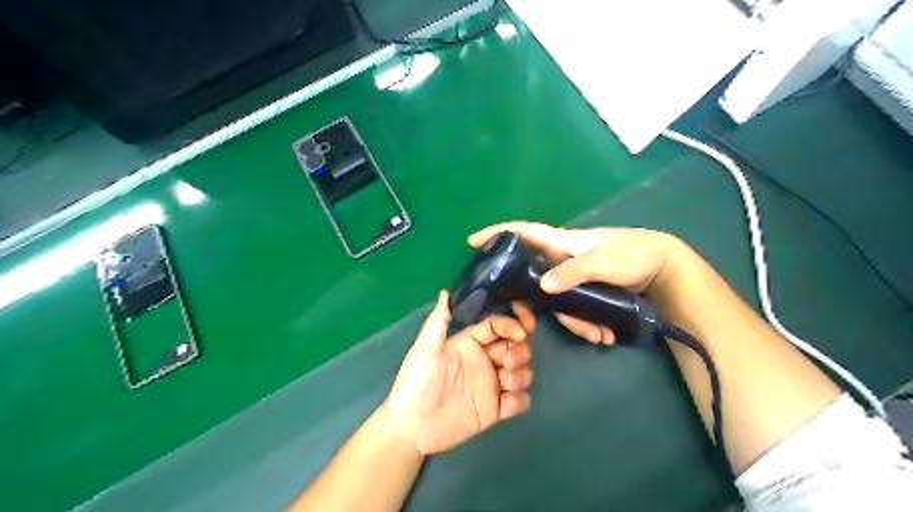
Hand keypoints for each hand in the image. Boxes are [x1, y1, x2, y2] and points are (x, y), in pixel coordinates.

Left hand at [383, 290, 536, 454]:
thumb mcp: (425, 349)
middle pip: (516, 348)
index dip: (512, 324)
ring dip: (520, 375)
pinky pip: (519, 402)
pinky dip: (519, 400)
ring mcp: (491, 385)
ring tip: (505, 384)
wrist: (412, 426)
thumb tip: (445, 293)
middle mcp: (484, 361)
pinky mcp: (495, 410)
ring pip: (522, 372)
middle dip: (519, 351)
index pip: (497, 326)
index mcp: (470, 343)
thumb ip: (438, 321)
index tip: (521, 332)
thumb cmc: (416, 382)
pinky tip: (506, 403)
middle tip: (506, 363)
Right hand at [471, 221, 691, 346]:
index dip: (497, 234)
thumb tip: (542, 287)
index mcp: (561, 243)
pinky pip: (574, 309)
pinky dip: (587, 324)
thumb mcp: (603, 261)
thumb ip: (573, 272)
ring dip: (573, 321)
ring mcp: (573, 277)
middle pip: (531, 279)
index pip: (523, 232)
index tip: (473, 242)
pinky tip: (605, 335)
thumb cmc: (633, 253)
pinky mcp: (586, 291)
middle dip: (530, 303)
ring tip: (597, 335)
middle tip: (525, 325)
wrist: (665, 268)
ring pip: (555, 301)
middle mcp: (561, 260)